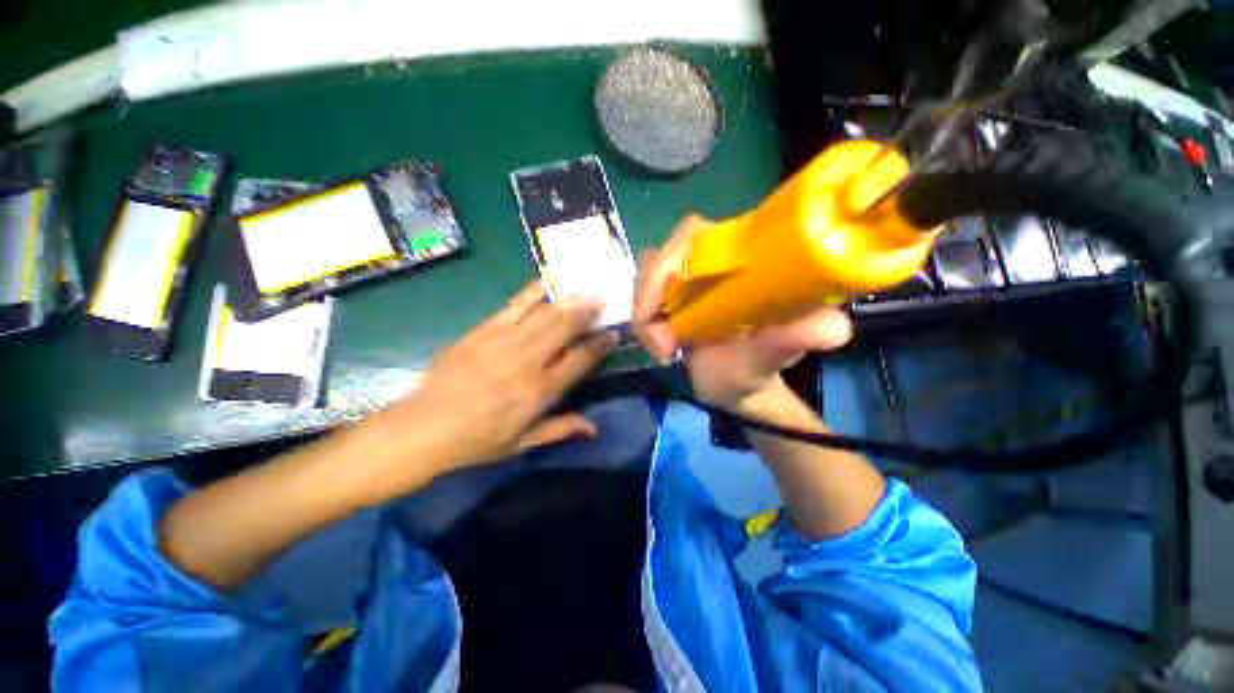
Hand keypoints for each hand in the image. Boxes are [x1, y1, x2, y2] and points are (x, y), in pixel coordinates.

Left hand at [361, 282, 615, 487]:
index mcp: (540, 391)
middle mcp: (528, 361)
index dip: (600, 345)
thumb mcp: (522, 443)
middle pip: (565, 328)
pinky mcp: (484, 329)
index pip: (580, 359)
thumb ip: (560, 429)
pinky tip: (547, 280)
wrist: (424, 427)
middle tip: (603, 300)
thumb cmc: (477, 440)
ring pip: (545, 313)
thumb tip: (594, 428)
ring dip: (568, 300)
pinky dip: (534, 291)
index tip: (612, 334)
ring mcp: (505, 341)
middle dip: (588, 312)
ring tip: (585, 289)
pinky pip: (515, 304)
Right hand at [633, 215, 852, 408]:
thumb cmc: (754, 369)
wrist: (733, 383)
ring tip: (662, 350)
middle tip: (661, 346)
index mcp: (740, 259)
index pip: (694, 235)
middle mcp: (711, 260)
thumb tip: (834, 327)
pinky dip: (643, 320)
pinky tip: (657, 345)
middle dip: (649, 298)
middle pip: (662, 255)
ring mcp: (687, 277)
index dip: (668, 262)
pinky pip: (644, 296)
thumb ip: (793, 340)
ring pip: (647, 277)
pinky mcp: (671, 294)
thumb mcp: (772, 357)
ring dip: (645, 314)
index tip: (663, 313)